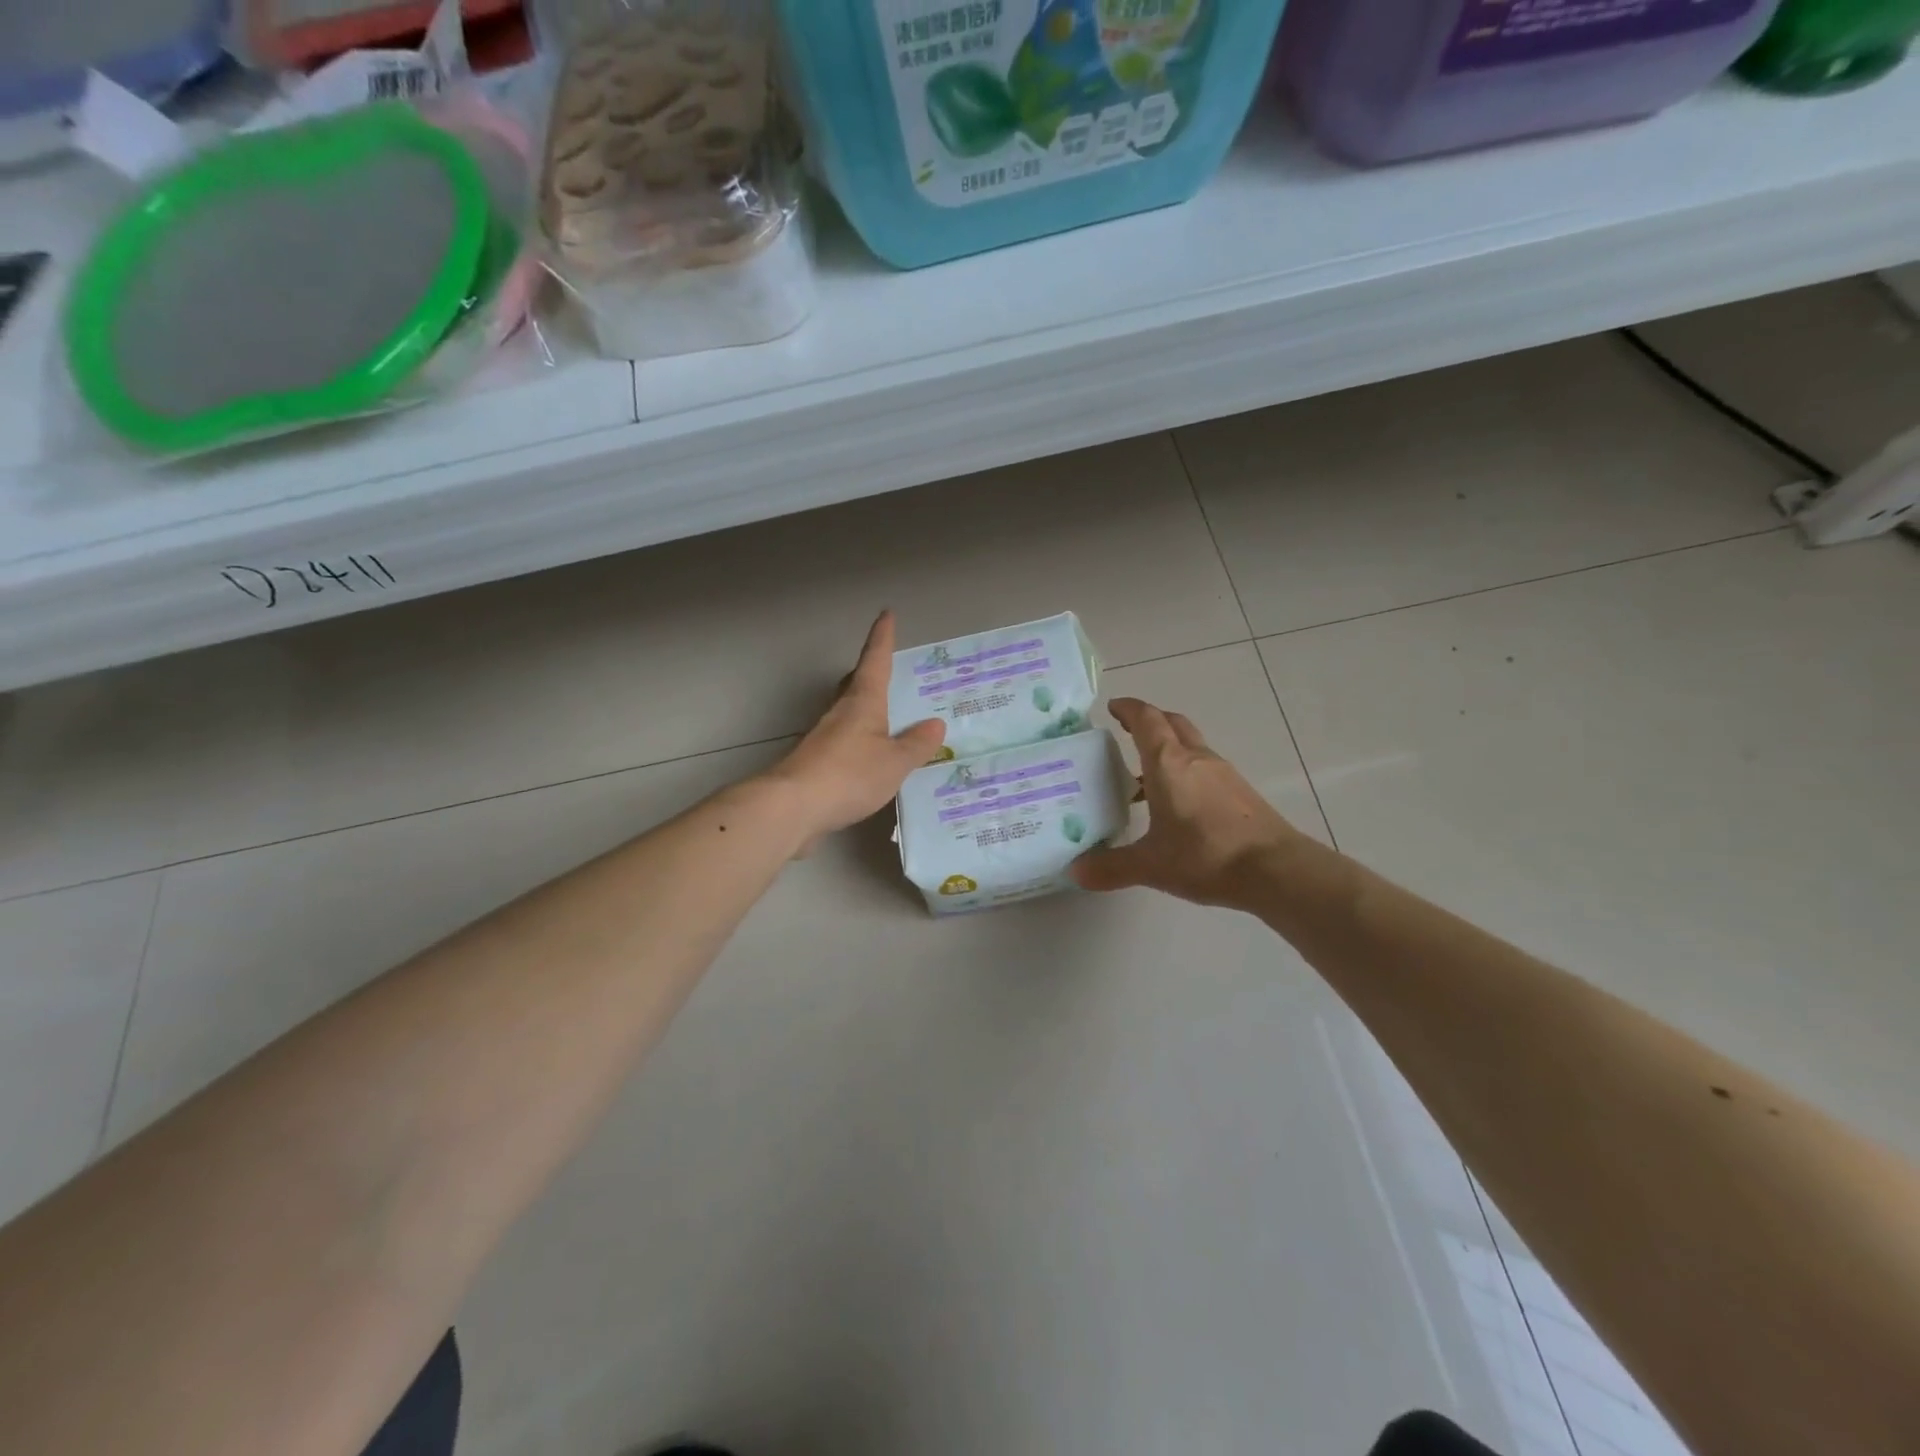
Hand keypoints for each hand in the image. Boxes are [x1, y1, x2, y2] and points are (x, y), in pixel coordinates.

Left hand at [765, 611, 946, 842]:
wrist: (792, 807)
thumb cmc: (848, 775)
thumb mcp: (894, 762)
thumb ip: (916, 744)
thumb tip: (935, 724)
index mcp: (862, 702)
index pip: (875, 660)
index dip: (882, 637)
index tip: (886, 614)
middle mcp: (840, 713)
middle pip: (855, 684)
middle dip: (870, 673)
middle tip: (889, 671)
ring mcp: (823, 737)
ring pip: (847, 713)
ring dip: (865, 709)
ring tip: (888, 717)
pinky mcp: (815, 763)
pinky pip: (843, 741)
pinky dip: (859, 741)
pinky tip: (870, 757)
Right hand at [1072, 698, 1306, 909]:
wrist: (1276, 870)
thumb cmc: (1206, 856)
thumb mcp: (1151, 865)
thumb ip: (1111, 867)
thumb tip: (1076, 871)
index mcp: (1168, 763)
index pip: (1146, 720)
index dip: (1128, 709)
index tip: (1113, 707)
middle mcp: (1196, 759)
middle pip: (1172, 723)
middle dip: (1149, 721)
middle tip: (1126, 731)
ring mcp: (1223, 774)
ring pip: (1190, 746)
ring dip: (1168, 749)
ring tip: (1144, 777)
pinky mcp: (1240, 793)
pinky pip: (1204, 769)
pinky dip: (1185, 772)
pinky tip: (1177, 805)